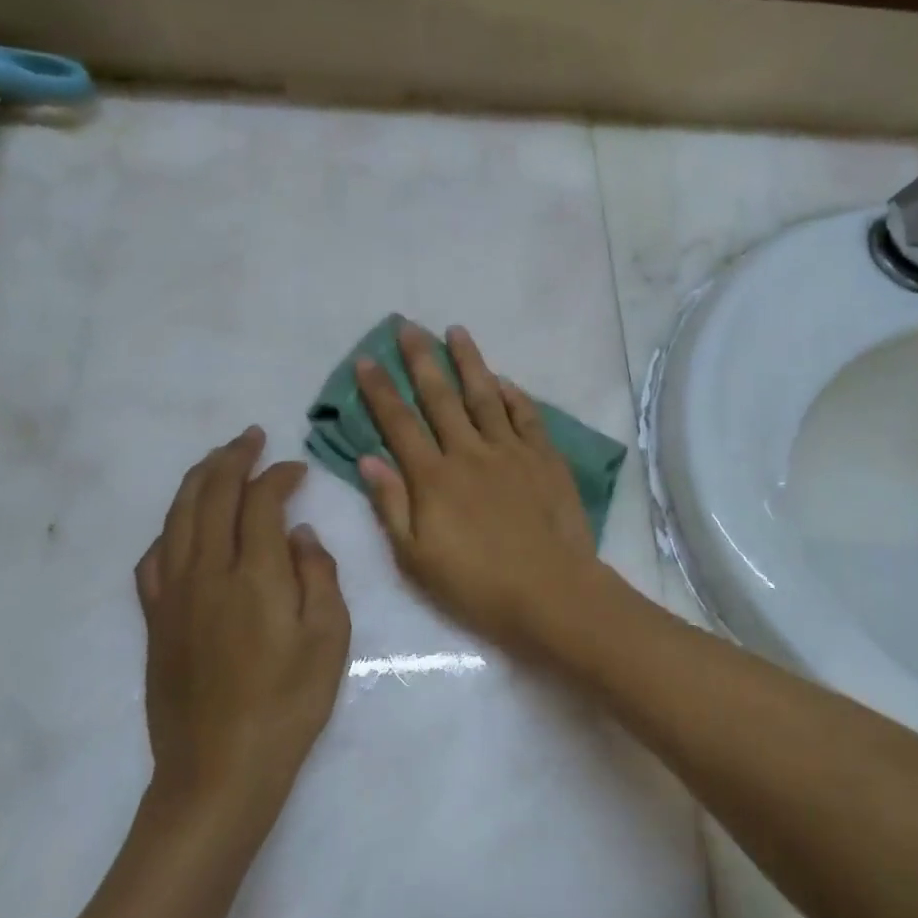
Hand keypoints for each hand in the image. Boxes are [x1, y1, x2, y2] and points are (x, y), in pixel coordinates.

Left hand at [136, 428, 350, 803]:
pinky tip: (181, 526)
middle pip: (211, 496)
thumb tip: (299, 535)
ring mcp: (173, 595)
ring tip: (217, 461)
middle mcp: (206, 573)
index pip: (260, 502)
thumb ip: (319, 576)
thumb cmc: (288, 705)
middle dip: (232, 459)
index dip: (278, 476)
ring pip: (177, 517)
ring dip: (198, 480)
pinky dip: (170, 528)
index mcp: (254, 575)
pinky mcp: (155, 620)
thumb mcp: (329, 640)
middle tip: (251, 437)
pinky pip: (153, 557)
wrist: (219, 771)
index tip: (297, 468)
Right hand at [357, 324, 597, 648]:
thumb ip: (392, 505)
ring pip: (485, 395)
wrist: (550, 591)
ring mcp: (511, 451)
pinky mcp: (545, 457)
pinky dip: (513, 395)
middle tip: (408, 326)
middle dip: (421, 359)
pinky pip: (526, 416)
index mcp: (434, 478)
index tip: (366, 360)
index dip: (380, 391)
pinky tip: (503, 380)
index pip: (399, 424)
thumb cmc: (476, 584)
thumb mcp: (416, 558)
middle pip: (441, 397)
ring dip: (469, 361)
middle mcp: (469, 453)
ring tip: (456, 331)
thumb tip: (369, 459)